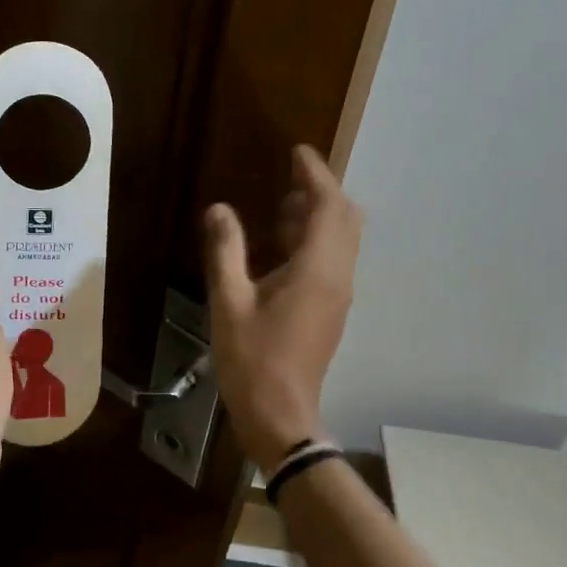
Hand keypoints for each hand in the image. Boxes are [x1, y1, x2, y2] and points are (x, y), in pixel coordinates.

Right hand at [203, 145, 362, 470]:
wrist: (281, 414)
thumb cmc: (252, 359)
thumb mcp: (229, 302)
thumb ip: (226, 251)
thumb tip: (220, 209)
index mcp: (317, 270)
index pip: (328, 206)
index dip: (315, 174)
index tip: (297, 152)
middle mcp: (338, 276)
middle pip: (346, 218)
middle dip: (323, 191)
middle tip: (290, 178)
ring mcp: (339, 294)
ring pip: (342, 239)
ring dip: (320, 215)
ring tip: (283, 205)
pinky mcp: (332, 309)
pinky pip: (333, 259)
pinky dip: (316, 239)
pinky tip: (282, 245)